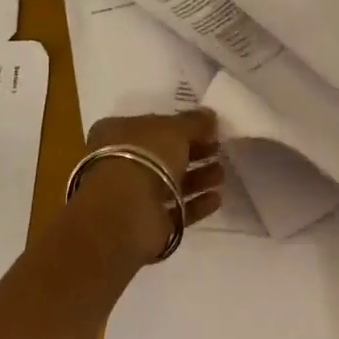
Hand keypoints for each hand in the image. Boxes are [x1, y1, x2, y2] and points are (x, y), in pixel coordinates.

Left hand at [74, 107, 223, 264]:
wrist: (126, 212)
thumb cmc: (145, 157)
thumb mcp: (175, 129)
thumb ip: (194, 122)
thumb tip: (209, 115)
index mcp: (117, 133)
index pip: (153, 125)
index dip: (181, 126)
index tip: (208, 129)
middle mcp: (120, 162)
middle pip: (164, 155)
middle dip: (194, 152)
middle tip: (219, 150)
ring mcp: (132, 195)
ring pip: (170, 183)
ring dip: (198, 178)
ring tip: (221, 174)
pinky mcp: (146, 223)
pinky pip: (176, 210)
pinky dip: (196, 204)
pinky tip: (216, 198)